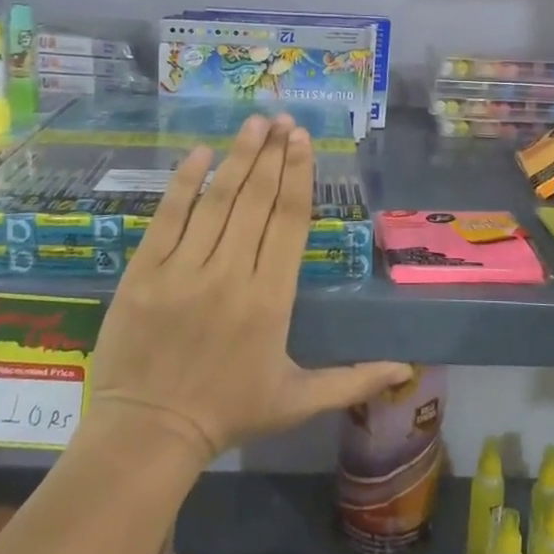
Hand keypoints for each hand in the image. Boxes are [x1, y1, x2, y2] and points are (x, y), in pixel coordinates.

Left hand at [86, 114, 412, 467]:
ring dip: (238, 156)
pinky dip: (184, 183)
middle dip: (272, 154)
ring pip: (217, 200)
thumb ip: (353, 380)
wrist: (147, 434)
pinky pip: (167, 217)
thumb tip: (407, 370)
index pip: (288, 221)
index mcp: (271, 299)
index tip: (302, 140)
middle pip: (256, 200)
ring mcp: (184, 270)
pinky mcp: (145, 272)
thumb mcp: (297, 400)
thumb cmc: (228, 413)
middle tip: (282, 119)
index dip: (298, 175)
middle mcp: (231, 274)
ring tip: (253, 123)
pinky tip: (200, 153)